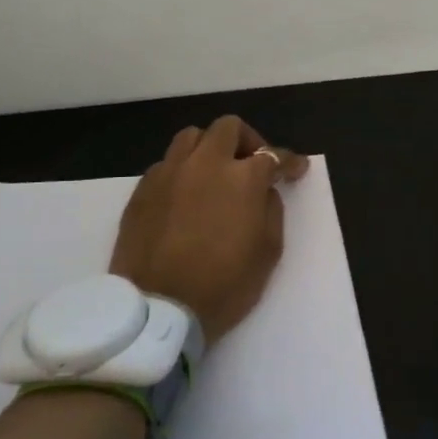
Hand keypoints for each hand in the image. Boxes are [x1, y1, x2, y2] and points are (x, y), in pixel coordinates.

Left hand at [109, 116, 309, 341]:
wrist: (158, 310)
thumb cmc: (224, 285)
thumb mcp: (268, 251)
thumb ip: (271, 210)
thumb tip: (263, 191)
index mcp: (243, 178)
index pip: (273, 155)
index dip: (289, 162)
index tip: (296, 170)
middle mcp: (205, 164)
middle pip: (228, 129)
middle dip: (247, 141)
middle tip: (253, 164)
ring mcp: (169, 174)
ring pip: (192, 137)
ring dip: (210, 147)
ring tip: (215, 172)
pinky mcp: (141, 190)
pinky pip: (167, 163)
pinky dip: (183, 170)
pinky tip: (186, 195)